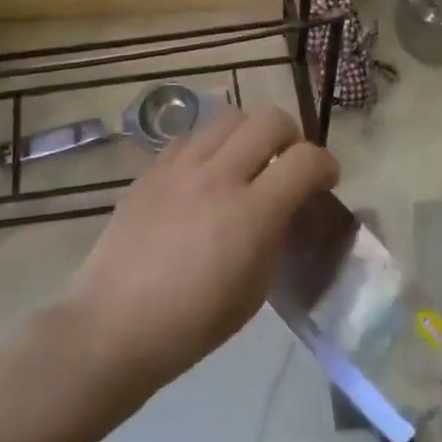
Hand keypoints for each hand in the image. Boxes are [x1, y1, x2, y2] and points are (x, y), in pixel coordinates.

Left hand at [66, 104, 338, 390]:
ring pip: (228, 116)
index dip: (326, 165)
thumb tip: (286, 208)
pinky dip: (211, 146)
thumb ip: (277, 236)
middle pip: (269, 118)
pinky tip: (205, 176)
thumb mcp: (256, 289)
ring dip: (249, 134)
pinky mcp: (150, 170)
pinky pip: (191, 136)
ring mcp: (179, 168)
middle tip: (286, 165)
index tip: (325, 181)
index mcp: (252, 214)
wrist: (115, 326)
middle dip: (291, 137)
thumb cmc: (194, 323)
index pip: (306, 159)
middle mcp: (218, 176)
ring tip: (245, 164)